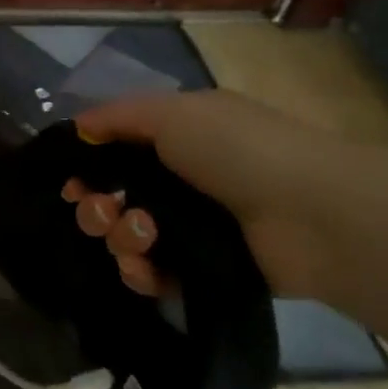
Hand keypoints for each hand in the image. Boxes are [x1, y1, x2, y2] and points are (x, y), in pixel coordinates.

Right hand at [60, 90, 339, 299]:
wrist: (315, 214)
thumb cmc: (240, 151)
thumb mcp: (175, 113)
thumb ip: (118, 116)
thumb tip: (77, 128)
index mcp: (175, 141)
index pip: (114, 156)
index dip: (86, 170)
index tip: (72, 184)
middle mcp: (178, 184)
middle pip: (112, 200)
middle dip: (96, 209)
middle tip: (104, 212)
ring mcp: (190, 231)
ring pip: (126, 239)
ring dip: (120, 237)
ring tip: (145, 236)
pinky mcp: (201, 272)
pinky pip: (151, 275)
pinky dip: (141, 272)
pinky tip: (148, 268)